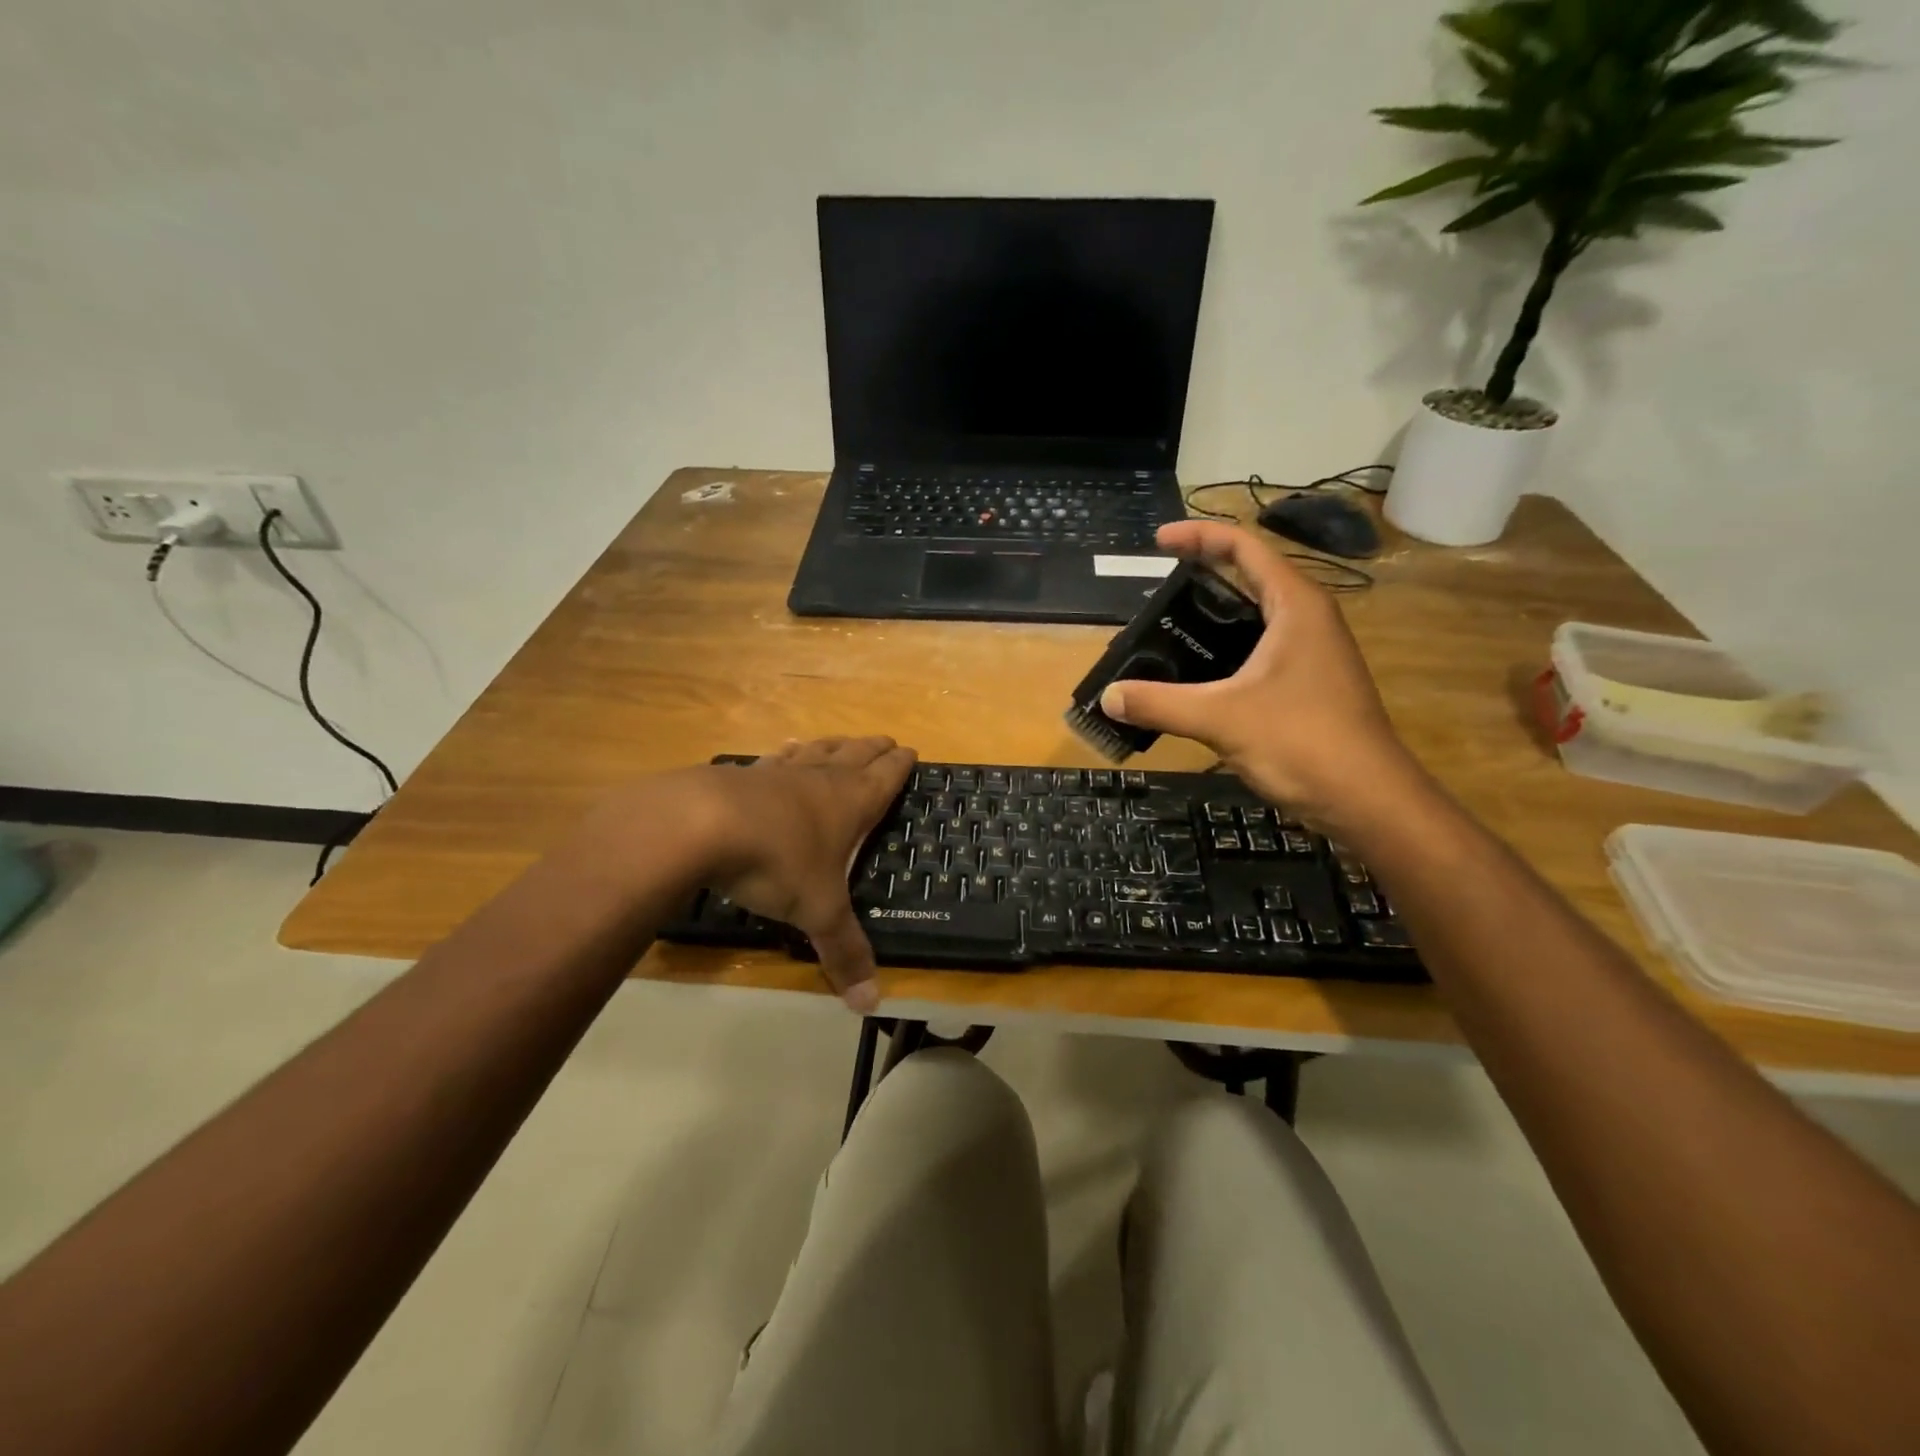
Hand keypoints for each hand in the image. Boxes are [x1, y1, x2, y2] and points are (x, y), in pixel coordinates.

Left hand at [697, 736, 915, 1011]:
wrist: (701, 824)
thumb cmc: (777, 862)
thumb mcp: (817, 911)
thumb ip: (844, 952)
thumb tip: (870, 1003)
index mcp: (850, 803)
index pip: (885, 777)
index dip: (900, 765)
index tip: (911, 750)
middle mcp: (820, 779)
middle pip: (854, 755)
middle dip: (873, 749)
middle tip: (886, 741)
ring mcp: (779, 773)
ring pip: (816, 751)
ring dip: (833, 745)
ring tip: (842, 740)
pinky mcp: (743, 774)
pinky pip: (774, 758)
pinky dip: (786, 753)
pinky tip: (783, 750)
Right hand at [1099, 521, 1422, 829]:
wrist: (1367, 800)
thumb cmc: (1302, 742)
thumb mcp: (1221, 718)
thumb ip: (1160, 703)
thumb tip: (1108, 696)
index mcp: (1295, 605)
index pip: (1244, 548)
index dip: (1199, 537)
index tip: (1158, 542)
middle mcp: (1307, 619)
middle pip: (1250, 576)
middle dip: (1202, 574)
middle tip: (1155, 589)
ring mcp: (1311, 653)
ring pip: (1256, 616)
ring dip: (1214, 614)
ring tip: (1168, 627)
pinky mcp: (1308, 684)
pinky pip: (1260, 649)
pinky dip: (1225, 649)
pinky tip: (1196, 674)